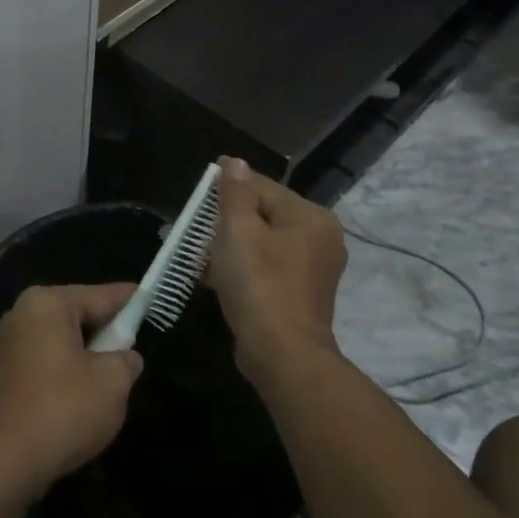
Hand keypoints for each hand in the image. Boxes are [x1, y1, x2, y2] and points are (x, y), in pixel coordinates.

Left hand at [0, 284, 144, 491]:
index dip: (130, 300)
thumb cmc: (63, 410)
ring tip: (112, 377)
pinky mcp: (4, 372)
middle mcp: (23, 313)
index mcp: (48, 303)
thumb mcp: (112, 383)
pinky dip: (67, 370)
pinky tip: (82, 395)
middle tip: (135, 347)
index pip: (101, 295)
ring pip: (62, 339)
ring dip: (87, 355)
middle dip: (107, 331)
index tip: (151, 296)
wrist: (4, 460)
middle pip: (79, 314)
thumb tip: (125, 357)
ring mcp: (9, 343)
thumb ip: (125, 360)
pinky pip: (46, 359)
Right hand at [207, 157, 346, 382]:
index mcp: (310, 216)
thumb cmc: (259, 285)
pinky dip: (246, 267)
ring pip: (265, 241)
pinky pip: (270, 266)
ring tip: (203, 254)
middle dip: (229, 221)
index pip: (261, 187)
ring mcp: (315, 268)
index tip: (198, 199)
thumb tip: (234, 162)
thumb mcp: (238, 231)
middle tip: (198, 230)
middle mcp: (321, 237)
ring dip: (234, 246)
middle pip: (265, 213)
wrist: (283, 355)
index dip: (226, 189)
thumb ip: (235, 193)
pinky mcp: (304, 293)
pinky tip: (219, 277)